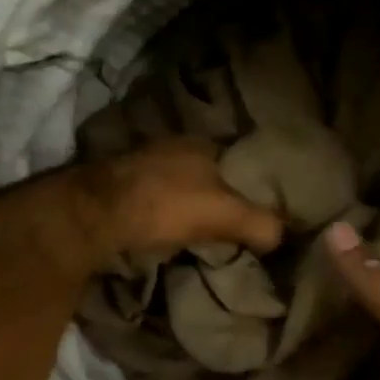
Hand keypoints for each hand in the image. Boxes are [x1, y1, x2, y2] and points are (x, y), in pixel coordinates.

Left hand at [80, 139, 282, 269]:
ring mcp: (142, 162)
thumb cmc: (168, 205)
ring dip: (187, 205)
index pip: (237, 160)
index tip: (256, 210)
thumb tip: (281, 236)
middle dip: (217, 194)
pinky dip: (163, 213)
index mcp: (202, 143)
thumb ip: (260, 223)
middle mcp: (172, 145)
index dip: (249, 185)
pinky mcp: (119, 184)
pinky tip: (165, 231)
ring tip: (200, 233)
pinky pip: (153, 198)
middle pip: (206, 173)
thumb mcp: (226, 214)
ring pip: (178, 184)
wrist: (98, 214)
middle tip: (230, 226)